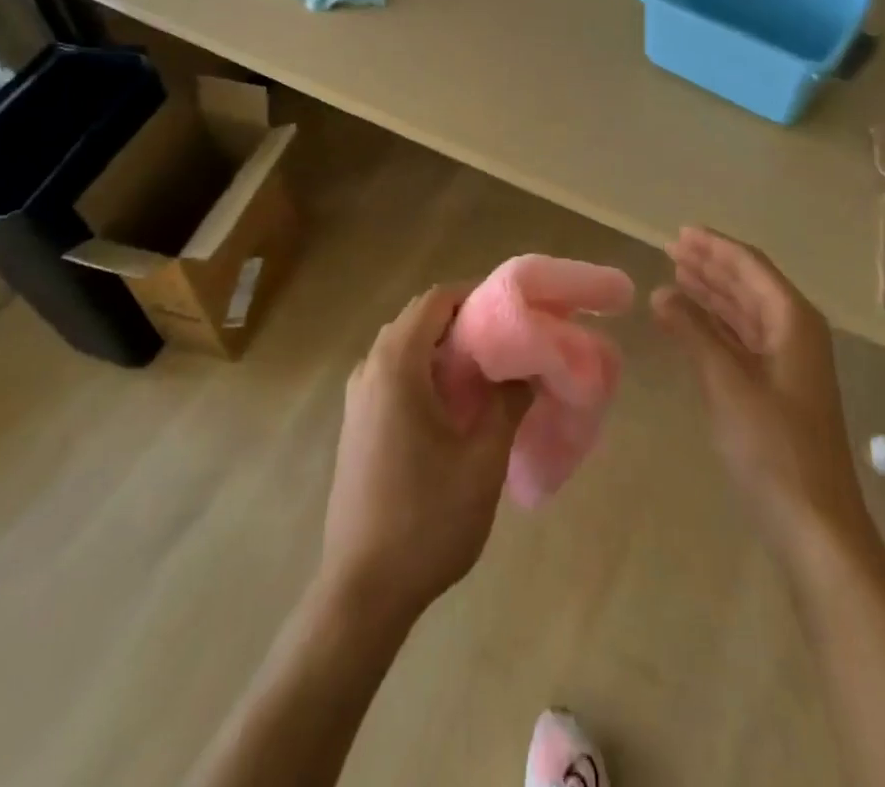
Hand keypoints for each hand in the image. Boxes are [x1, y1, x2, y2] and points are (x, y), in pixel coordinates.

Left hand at [320, 284, 531, 628]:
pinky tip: (456, 402)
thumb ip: (508, 403)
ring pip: (405, 346)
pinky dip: (426, 369)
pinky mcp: (357, 422)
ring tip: (488, 368)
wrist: (362, 591)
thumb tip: (527, 369)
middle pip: (419, 318)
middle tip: (508, 338)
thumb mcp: (482, 460)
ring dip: (444, 346)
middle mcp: (370, 369)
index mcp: (396, 366)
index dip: (476, 295)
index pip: (436, 301)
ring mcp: (358, 397)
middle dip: (463, 319)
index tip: (514, 311)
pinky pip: (394, 373)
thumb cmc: (427, 520)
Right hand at [654, 228, 869, 568]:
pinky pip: (742, 339)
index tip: (681, 231)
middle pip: (749, 285)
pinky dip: (715, 326)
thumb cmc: (773, 448)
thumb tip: (661, 291)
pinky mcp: (776, 389)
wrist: (815, 526)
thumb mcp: (727, 383)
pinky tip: (689, 322)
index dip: (715, 247)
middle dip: (711, 265)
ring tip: (676, 274)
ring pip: (745, 312)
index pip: (751, 267)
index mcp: (793, 321)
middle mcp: (795, 333)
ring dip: (712, 292)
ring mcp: (787, 363)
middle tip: (671, 248)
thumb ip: (693, 332)